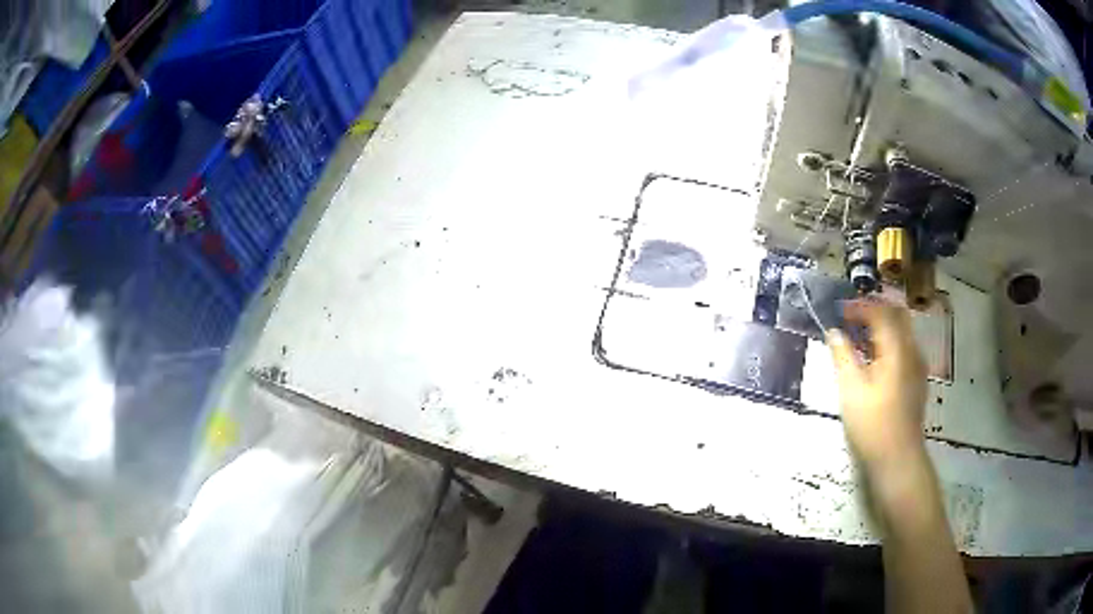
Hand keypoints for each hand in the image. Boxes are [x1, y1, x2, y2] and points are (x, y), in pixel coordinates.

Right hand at [826, 300, 927, 474]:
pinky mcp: (917, 380)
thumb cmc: (873, 425)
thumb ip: (843, 356)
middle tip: (852, 318)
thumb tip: (833, 332)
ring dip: (882, 326)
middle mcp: (911, 350)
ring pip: (902, 331)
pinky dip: (889, 342)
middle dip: (874, 311)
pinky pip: (905, 347)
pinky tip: (875, 361)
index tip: (839, 312)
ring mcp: (917, 366)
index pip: (880, 313)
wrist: (898, 459)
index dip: (859, 307)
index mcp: (896, 349)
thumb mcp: (851, 390)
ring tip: (860, 339)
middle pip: (897, 315)